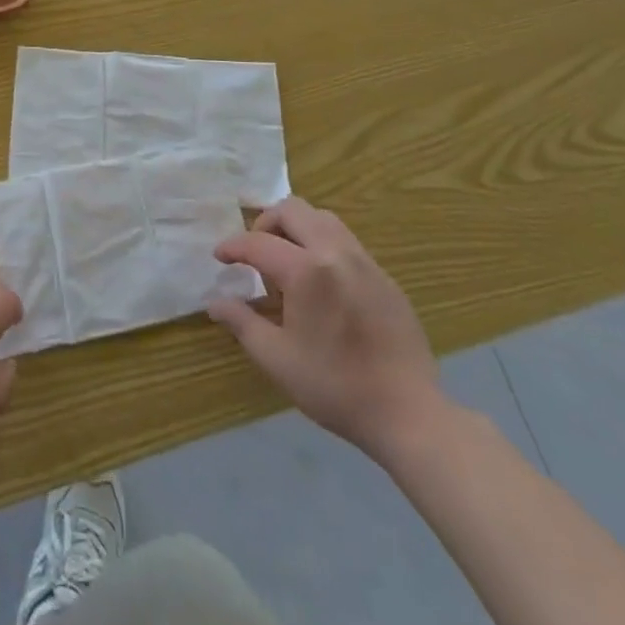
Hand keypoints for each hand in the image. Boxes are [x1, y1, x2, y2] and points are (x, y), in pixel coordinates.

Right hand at [208, 197, 443, 461]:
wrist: (409, 414)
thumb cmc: (335, 387)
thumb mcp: (277, 359)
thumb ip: (242, 323)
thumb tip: (215, 302)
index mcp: (306, 270)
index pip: (258, 243)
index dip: (233, 247)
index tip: (219, 257)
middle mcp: (335, 253)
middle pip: (292, 210)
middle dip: (266, 223)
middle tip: (255, 253)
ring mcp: (365, 261)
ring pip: (322, 218)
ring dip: (296, 227)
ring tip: (287, 260)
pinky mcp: (385, 277)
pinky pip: (346, 241)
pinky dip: (322, 244)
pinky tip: (321, 282)